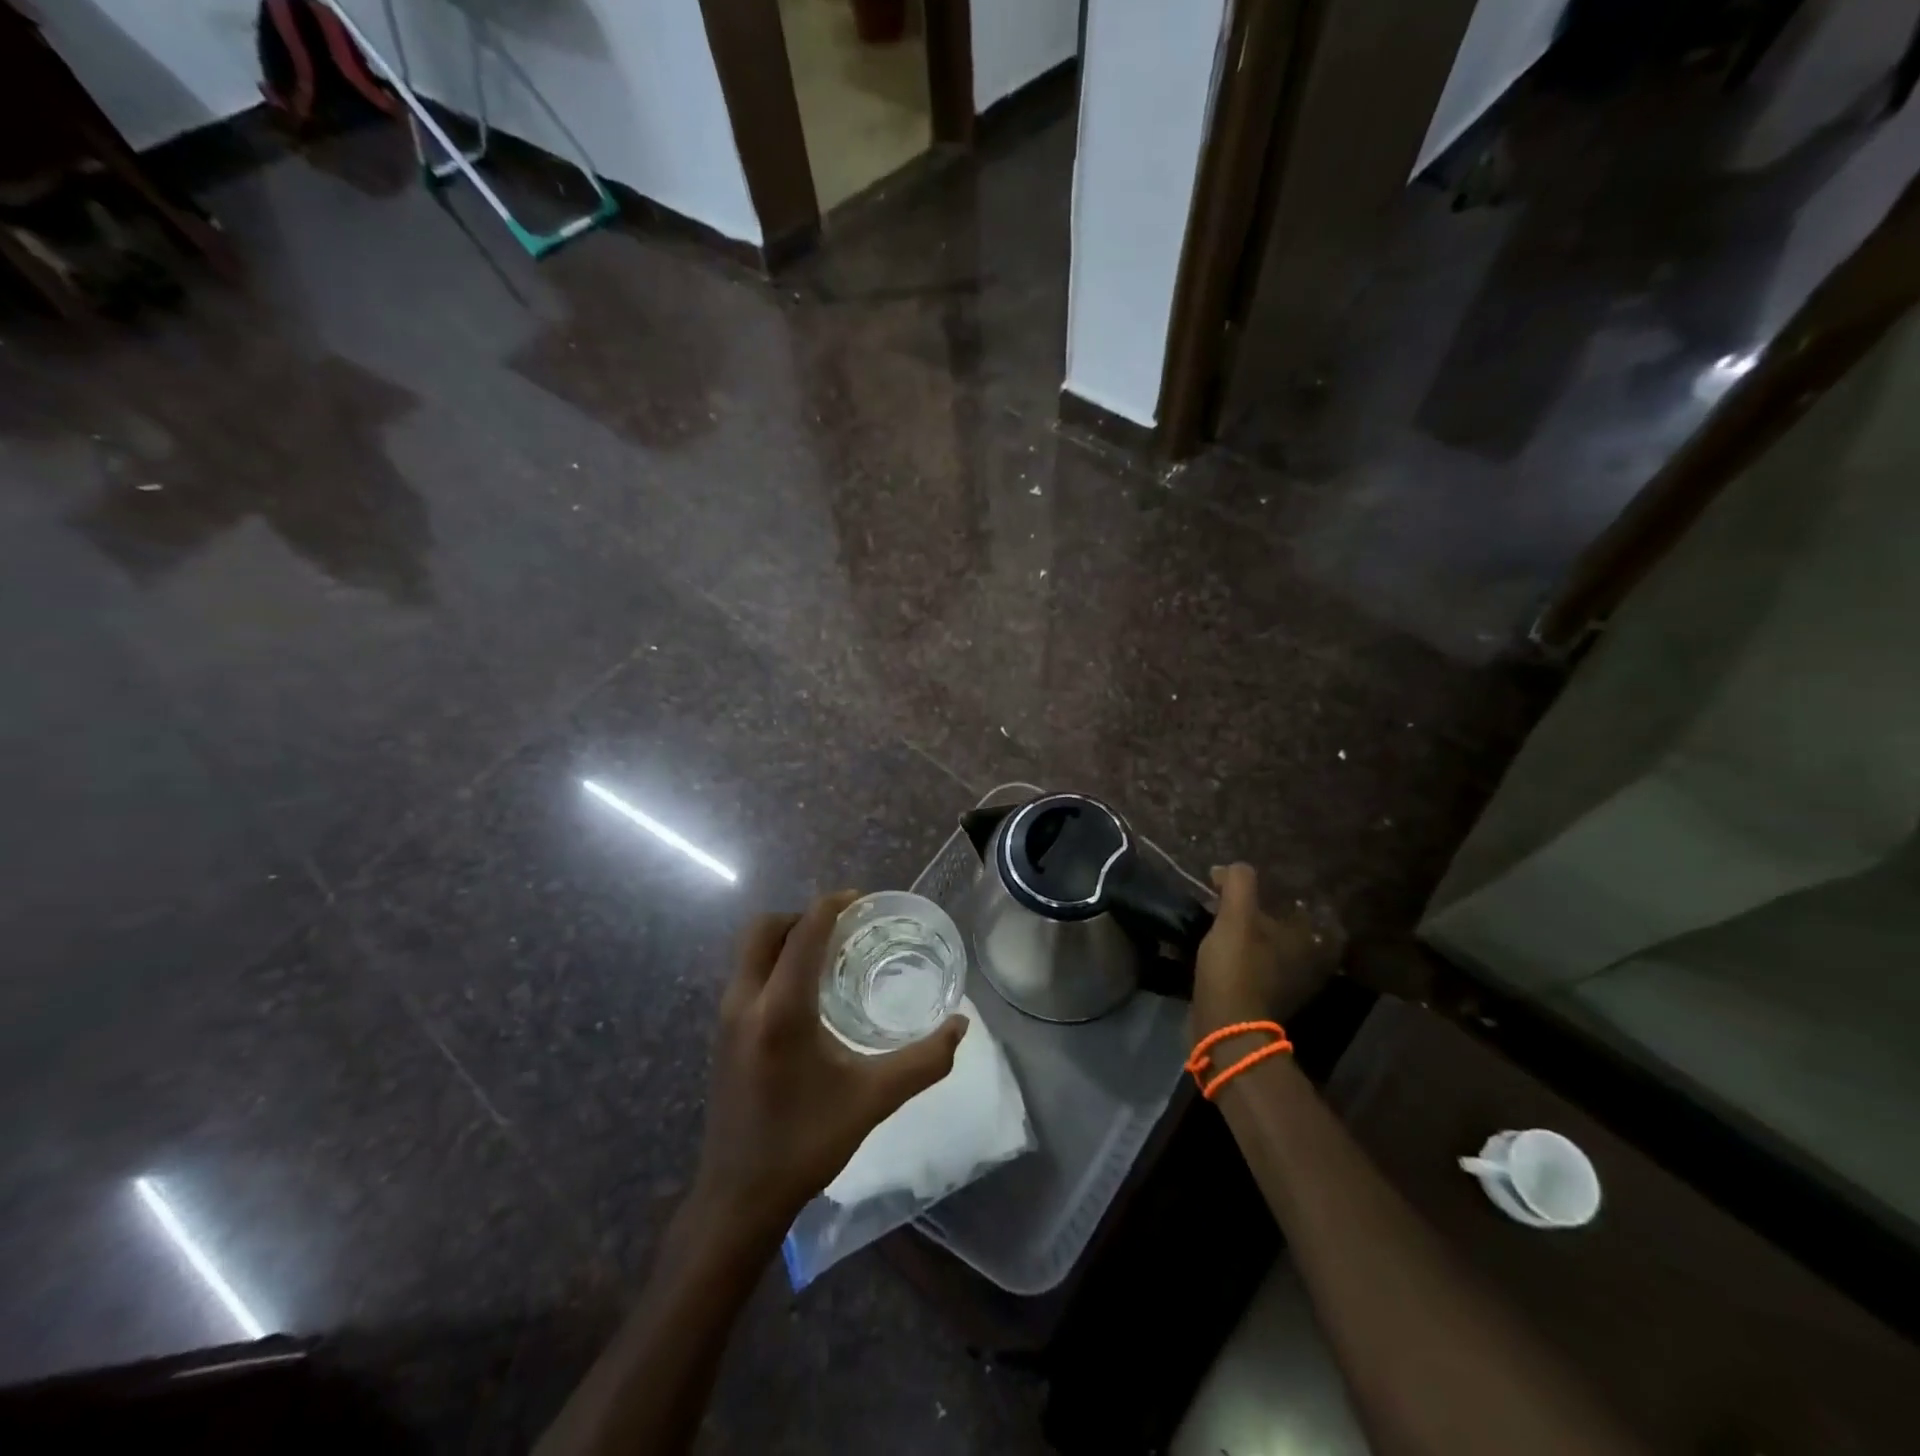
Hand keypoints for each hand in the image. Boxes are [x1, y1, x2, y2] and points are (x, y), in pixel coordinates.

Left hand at [688, 892, 966, 1249]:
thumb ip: (923, 1061)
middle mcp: (746, 1002)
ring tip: (828, 955)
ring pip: (749, 951)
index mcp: (781, 1010)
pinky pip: (746, 975)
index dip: (831, 906)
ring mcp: (726, 1018)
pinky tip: (805, 994)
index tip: (860, 901)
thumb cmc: (806, 1144)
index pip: (803, 933)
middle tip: (841, 929)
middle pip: (763, 929)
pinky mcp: (722, 1034)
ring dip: (785, 939)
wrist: (738, 1198)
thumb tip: (961, 1026)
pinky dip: (773, 963)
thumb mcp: (873, 1100)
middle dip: (801, 917)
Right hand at [1190, 864, 1343, 1043]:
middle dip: (1271, 913)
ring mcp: (1288, 984)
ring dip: (1257, 935)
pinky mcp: (1266, 998)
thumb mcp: (1235, 918)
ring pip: (1276, 949)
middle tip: (1243, 899)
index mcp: (1306, 940)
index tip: (1269, 884)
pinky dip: (1248, 955)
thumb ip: (1239, 884)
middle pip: (1294, 929)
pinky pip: (1261, 966)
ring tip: (1229, 920)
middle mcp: (1307, 962)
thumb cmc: (1237, 968)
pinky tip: (1226, 947)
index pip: (1316, 909)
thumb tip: (1231, 868)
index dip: (1296, 894)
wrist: (1225, 1027)